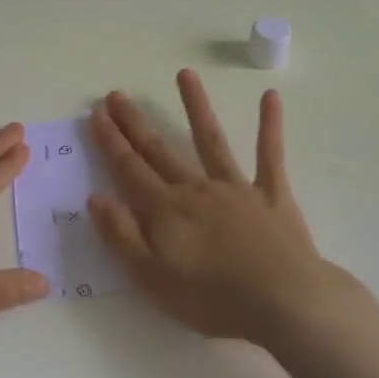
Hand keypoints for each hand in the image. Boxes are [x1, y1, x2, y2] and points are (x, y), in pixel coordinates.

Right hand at [88, 70, 355, 348]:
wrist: (284, 303)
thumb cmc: (213, 299)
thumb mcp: (152, 277)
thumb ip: (121, 235)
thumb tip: (95, 197)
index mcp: (165, 211)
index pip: (129, 170)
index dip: (111, 142)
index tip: (97, 113)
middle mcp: (196, 189)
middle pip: (160, 151)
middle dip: (136, 123)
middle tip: (118, 94)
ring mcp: (236, 188)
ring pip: (210, 140)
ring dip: (196, 106)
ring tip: (184, 74)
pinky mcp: (272, 195)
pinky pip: (269, 155)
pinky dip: (270, 126)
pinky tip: (271, 97)